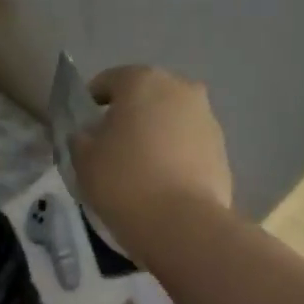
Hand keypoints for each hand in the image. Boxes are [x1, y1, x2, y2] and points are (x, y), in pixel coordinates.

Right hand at [71, 65, 231, 249]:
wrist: (181, 222)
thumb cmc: (123, 181)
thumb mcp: (84, 159)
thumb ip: (81, 138)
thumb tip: (88, 135)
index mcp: (143, 81)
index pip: (110, 81)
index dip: (92, 101)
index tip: (84, 126)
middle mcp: (180, 89)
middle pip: (146, 96)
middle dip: (129, 114)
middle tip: (112, 145)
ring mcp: (207, 118)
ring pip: (171, 120)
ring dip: (156, 134)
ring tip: (139, 166)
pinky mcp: (222, 149)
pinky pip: (189, 145)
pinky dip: (175, 155)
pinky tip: (162, 182)